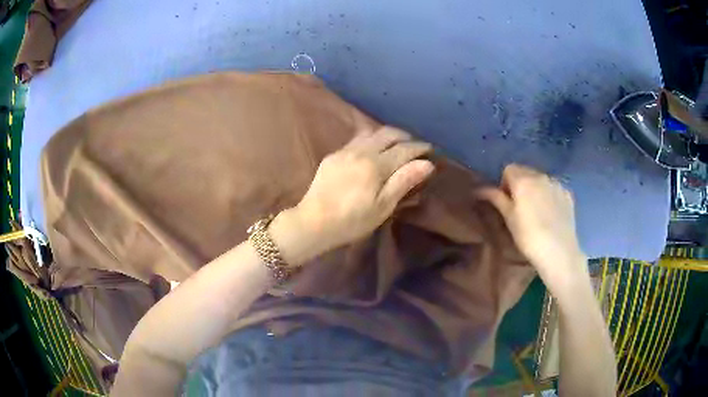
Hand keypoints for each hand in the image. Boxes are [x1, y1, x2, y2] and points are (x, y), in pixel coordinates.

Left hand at [289, 126, 433, 255]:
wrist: (313, 222)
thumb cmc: (352, 220)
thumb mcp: (383, 206)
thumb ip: (404, 181)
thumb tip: (427, 163)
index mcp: (376, 165)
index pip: (404, 149)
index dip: (420, 147)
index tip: (431, 149)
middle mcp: (361, 151)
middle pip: (388, 134)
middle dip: (405, 136)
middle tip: (414, 145)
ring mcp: (345, 151)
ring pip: (371, 133)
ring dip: (387, 135)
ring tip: (395, 144)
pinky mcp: (333, 156)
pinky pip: (356, 139)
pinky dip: (370, 139)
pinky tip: (371, 149)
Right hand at [478, 164, 586, 281]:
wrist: (558, 252)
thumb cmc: (528, 237)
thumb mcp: (509, 218)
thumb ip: (496, 198)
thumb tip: (479, 189)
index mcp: (523, 180)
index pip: (508, 169)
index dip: (505, 184)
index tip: (507, 202)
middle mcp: (541, 176)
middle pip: (525, 171)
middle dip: (520, 184)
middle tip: (520, 208)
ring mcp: (557, 184)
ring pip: (541, 179)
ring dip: (536, 188)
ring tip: (537, 211)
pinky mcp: (568, 194)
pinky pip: (554, 188)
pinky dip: (550, 195)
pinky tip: (551, 213)